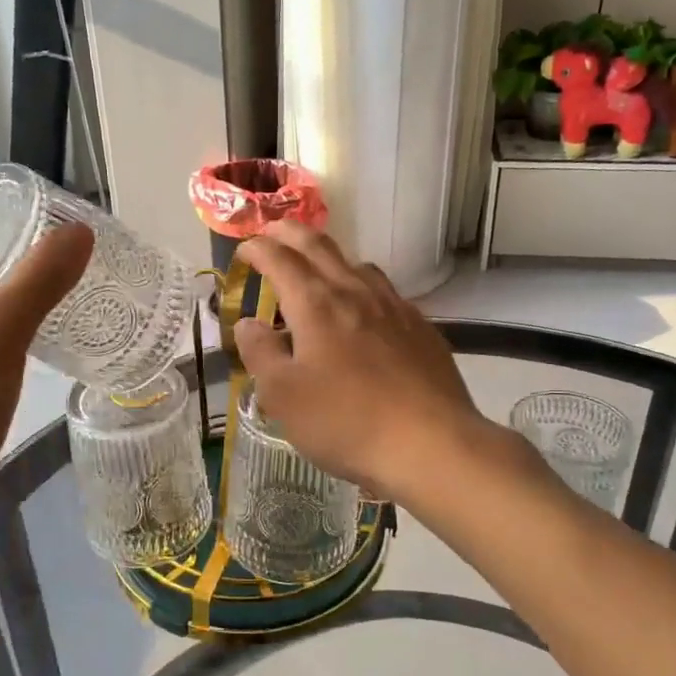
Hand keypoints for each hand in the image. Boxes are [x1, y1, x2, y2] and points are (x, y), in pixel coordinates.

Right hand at [235, 223, 486, 505]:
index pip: (280, 259)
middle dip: (291, 233)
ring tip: (318, 270)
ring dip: (330, 258)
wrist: (431, 444)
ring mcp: (394, 307)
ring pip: (357, 265)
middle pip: (320, 246)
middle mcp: (355, 292)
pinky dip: (362, 287)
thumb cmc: (345, 421)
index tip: (244, 249)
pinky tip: (365, 312)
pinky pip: (385, 293)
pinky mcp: (421, 328)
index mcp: (316, 304)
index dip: (257, 248)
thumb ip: (260, 353)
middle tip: (273, 231)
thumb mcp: (283, 395)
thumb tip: (250, 323)